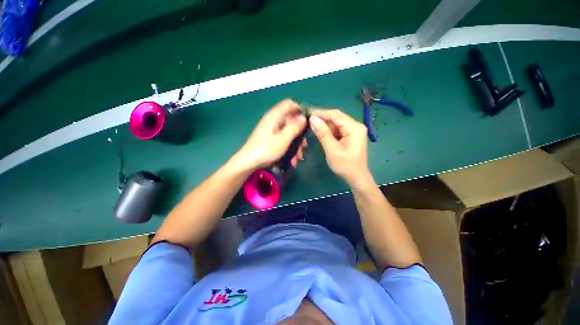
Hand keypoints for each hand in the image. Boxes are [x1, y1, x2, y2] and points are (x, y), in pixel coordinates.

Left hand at [234, 99, 307, 170]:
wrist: (248, 163)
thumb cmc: (266, 150)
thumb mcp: (283, 139)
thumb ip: (294, 127)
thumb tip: (304, 117)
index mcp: (275, 116)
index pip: (289, 104)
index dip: (299, 110)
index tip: (307, 122)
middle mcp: (273, 121)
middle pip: (291, 121)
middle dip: (299, 134)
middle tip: (304, 146)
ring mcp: (271, 130)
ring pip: (288, 132)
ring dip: (295, 145)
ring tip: (298, 158)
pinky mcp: (270, 139)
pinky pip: (283, 139)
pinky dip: (289, 148)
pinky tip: (292, 160)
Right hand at [309, 109, 373, 189]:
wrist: (356, 178)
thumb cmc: (345, 166)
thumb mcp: (332, 150)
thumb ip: (323, 134)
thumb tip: (312, 119)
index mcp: (354, 128)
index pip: (335, 114)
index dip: (320, 113)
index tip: (307, 114)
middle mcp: (355, 126)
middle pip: (336, 118)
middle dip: (321, 119)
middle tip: (307, 121)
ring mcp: (353, 131)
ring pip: (335, 123)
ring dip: (324, 126)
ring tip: (311, 127)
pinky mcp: (350, 136)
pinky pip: (337, 130)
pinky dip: (328, 131)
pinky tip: (320, 133)